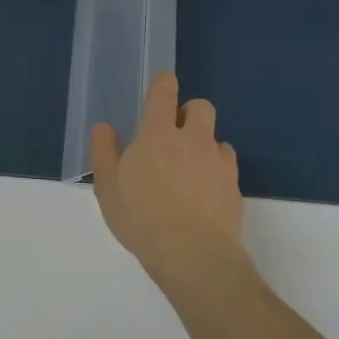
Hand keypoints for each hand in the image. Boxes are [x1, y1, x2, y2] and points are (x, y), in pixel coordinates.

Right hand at [90, 72, 245, 289]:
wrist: (193, 255)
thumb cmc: (141, 217)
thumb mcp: (107, 187)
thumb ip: (104, 152)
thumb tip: (105, 127)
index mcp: (157, 134)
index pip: (164, 93)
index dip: (163, 83)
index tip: (162, 84)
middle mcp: (192, 139)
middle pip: (201, 107)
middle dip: (190, 113)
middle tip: (174, 135)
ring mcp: (218, 163)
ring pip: (217, 138)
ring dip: (205, 145)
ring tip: (189, 171)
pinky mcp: (235, 187)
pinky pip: (227, 167)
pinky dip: (217, 173)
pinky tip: (204, 195)